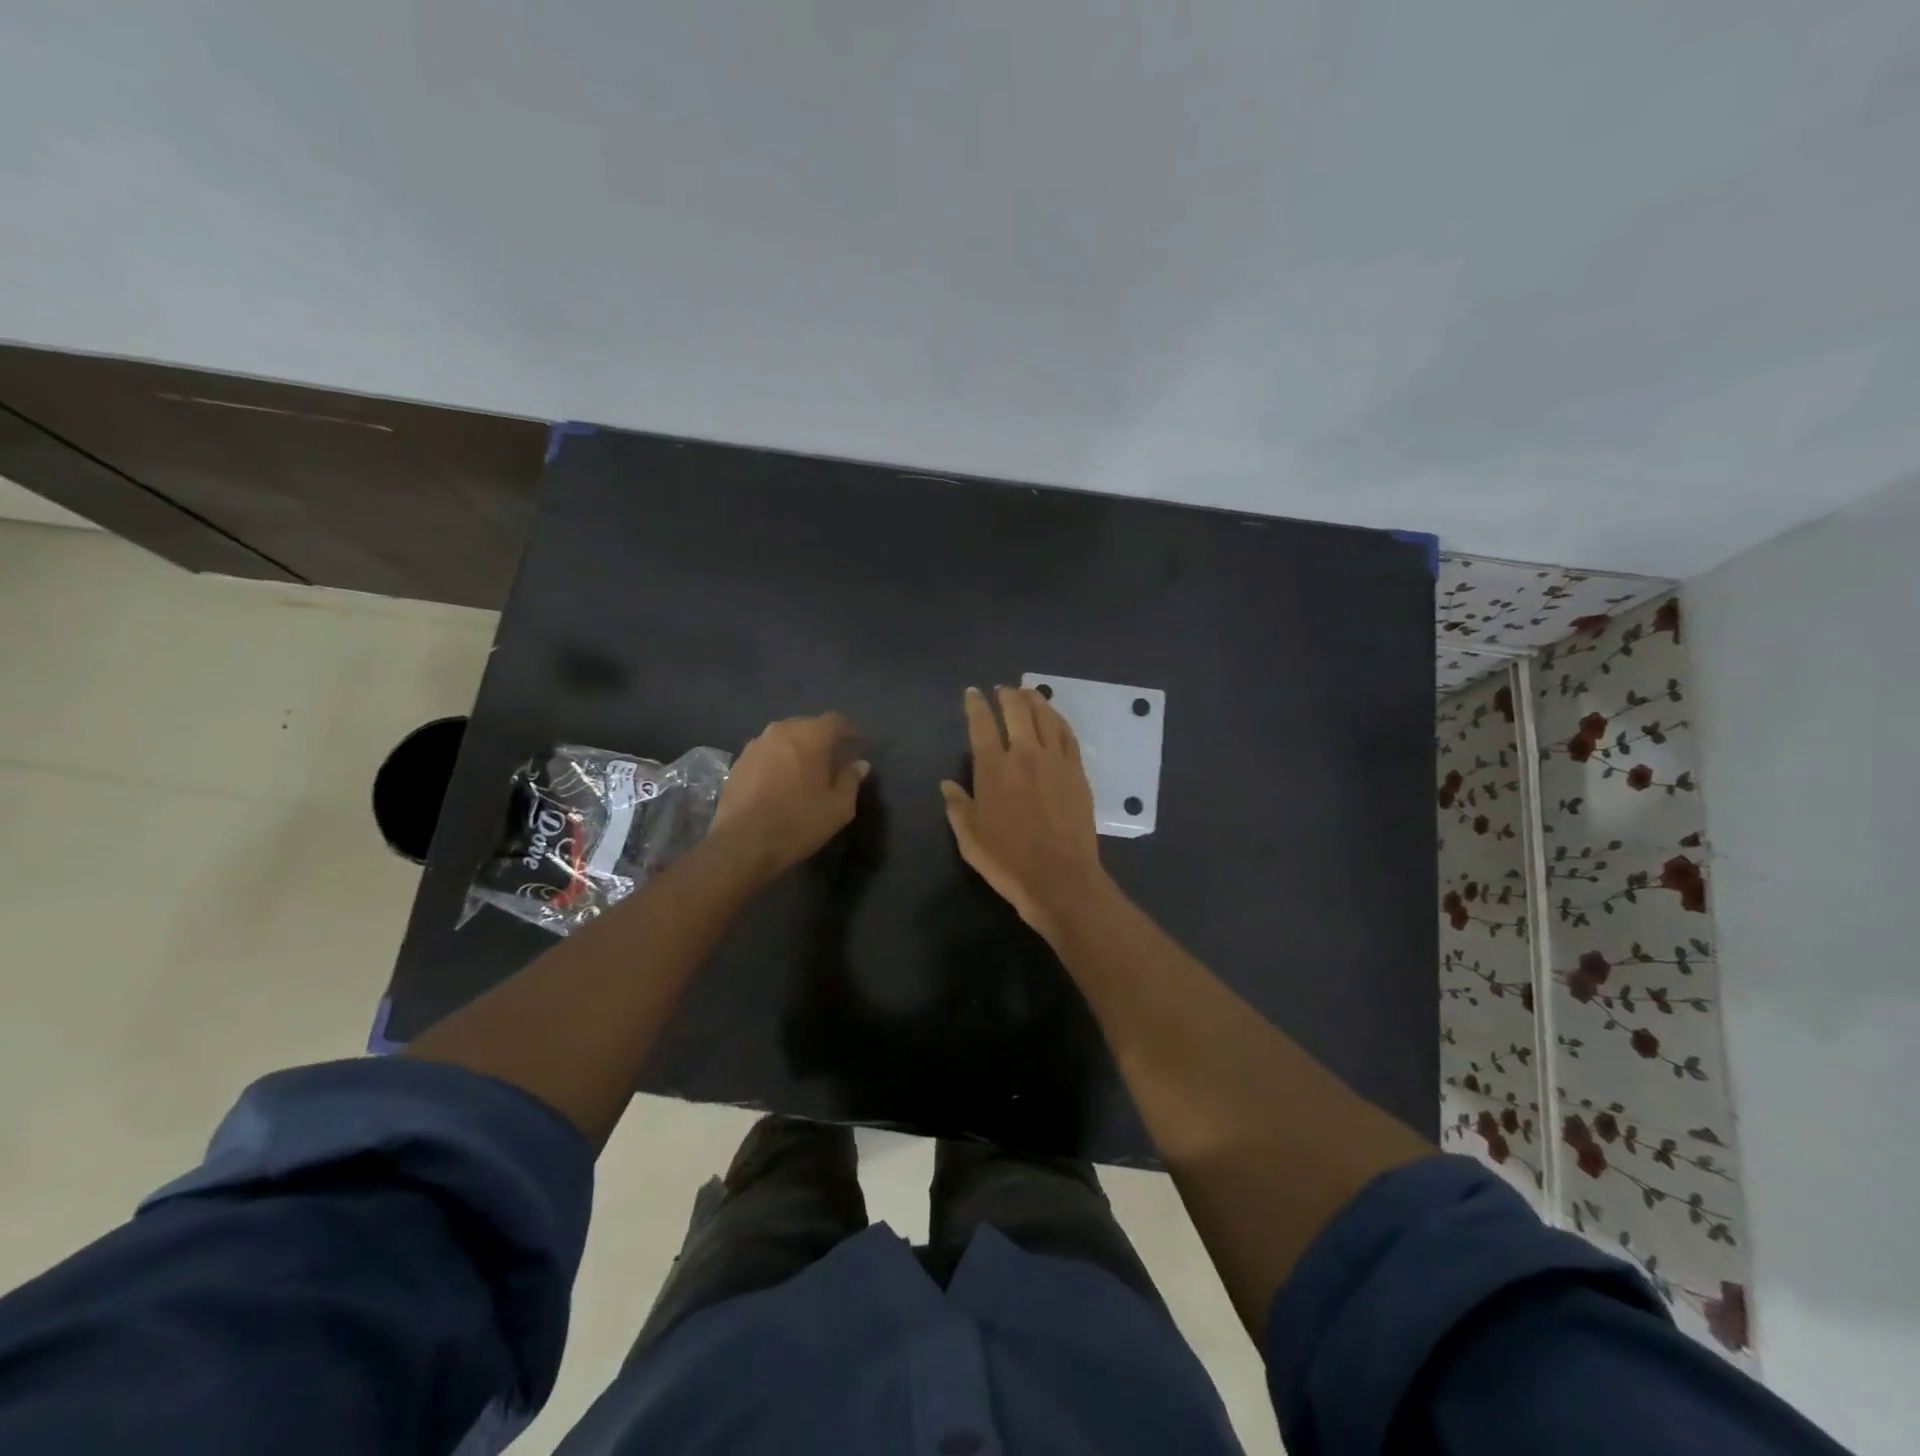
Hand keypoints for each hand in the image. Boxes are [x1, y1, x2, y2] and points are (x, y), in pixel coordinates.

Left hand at [710, 713, 867, 879]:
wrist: (741, 842)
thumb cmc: (797, 822)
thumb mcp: (838, 807)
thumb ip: (851, 780)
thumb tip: (860, 763)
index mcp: (809, 736)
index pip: (835, 721)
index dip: (850, 731)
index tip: (858, 745)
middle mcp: (781, 731)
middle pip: (808, 726)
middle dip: (824, 739)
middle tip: (834, 759)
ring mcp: (756, 745)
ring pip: (785, 738)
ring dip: (799, 749)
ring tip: (807, 771)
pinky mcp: (739, 762)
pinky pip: (767, 752)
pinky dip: (779, 760)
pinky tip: (782, 781)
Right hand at [941, 686, 1109, 941]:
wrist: (1059, 878)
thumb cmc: (1007, 861)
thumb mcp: (969, 838)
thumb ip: (957, 806)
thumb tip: (947, 784)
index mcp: (993, 769)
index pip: (982, 724)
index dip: (976, 705)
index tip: (973, 693)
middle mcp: (1025, 755)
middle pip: (1017, 711)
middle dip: (1007, 695)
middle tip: (1002, 689)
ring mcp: (1055, 761)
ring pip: (1046, 717)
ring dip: (1035, 700)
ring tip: (1028, 693)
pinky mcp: (1077, 773)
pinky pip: (1068, 736)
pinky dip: (1059, 720)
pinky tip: (1055, 718)